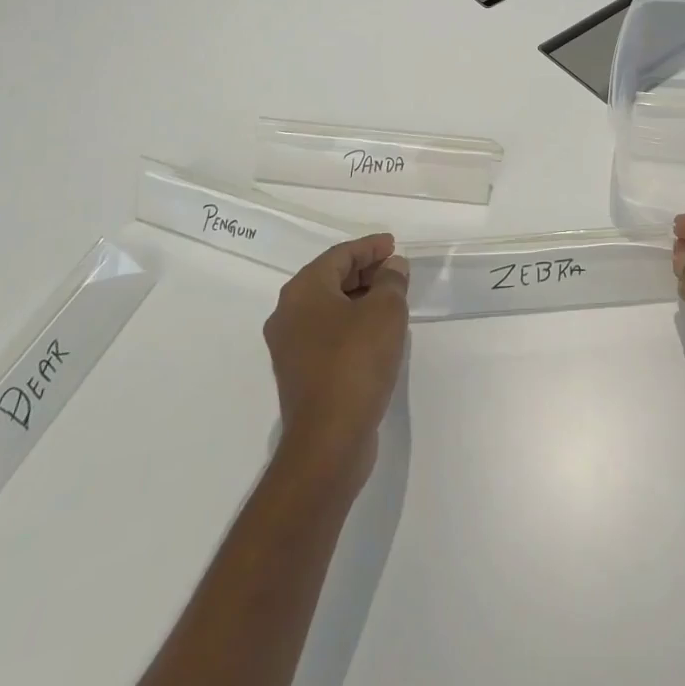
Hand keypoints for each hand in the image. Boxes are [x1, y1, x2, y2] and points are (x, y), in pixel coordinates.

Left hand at [264, 234, 409, 491]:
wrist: (328, 440)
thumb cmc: (355, 362)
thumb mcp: (385, 312)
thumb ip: (391, 281)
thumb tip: (392, 268)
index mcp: (303, 291)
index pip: (339, 255)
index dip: (369, 247)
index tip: (394, 245)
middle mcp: (288, 314)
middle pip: (330, 279)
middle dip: (365, 271)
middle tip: (396, 271)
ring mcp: (290, 347)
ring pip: (328, 308)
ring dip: (359, 298)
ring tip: (391, 299)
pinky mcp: (300, 374)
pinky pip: (328, 334)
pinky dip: (351, 324)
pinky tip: (376, 333)